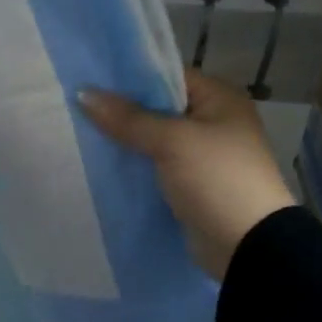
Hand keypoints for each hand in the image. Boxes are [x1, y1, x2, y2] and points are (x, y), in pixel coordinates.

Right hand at [78, 70, 293, 279]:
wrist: (246, 245)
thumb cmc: (217, 179)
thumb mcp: (172, 141)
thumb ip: (128, 118)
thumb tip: (84, 93)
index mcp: (220, 99)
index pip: (168, 76)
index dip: (130, 78)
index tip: (90, 79)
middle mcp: (213, 123)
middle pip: (158, 109)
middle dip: (121, 111)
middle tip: (76, 106)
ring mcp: (201, 157)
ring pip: (153, 141)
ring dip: (124, 141)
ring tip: (79, 133)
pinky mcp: (189, 186)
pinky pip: (154, 168)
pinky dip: (132, 167)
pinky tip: (100, 164)